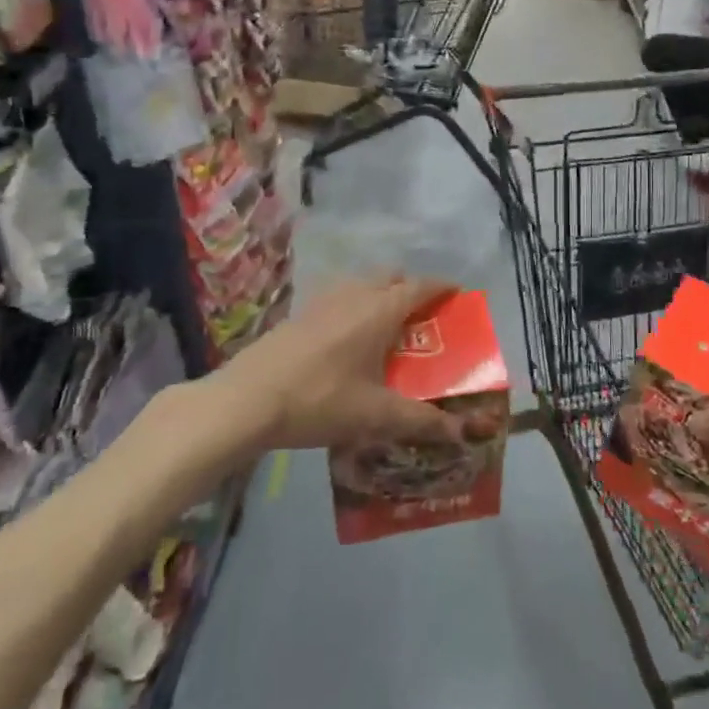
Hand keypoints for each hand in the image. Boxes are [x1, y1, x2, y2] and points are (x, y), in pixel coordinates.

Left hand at [222, 276, 464, 450]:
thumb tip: (460, 432)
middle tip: (423, 318)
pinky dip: (356, 305)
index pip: (420, 287)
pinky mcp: (301, 312)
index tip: (457, 294)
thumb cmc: (320, 400)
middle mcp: (355, 294)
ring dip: (381, 295)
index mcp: (379, 310)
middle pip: (391, 277)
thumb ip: (421, 420)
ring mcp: (324, 299)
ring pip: (362, 284)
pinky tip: (348, 340)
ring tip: (387, 328)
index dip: (441, 288)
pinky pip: (340, 296)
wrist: (248, 399)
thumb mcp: (375, 415)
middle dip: (410, 289)